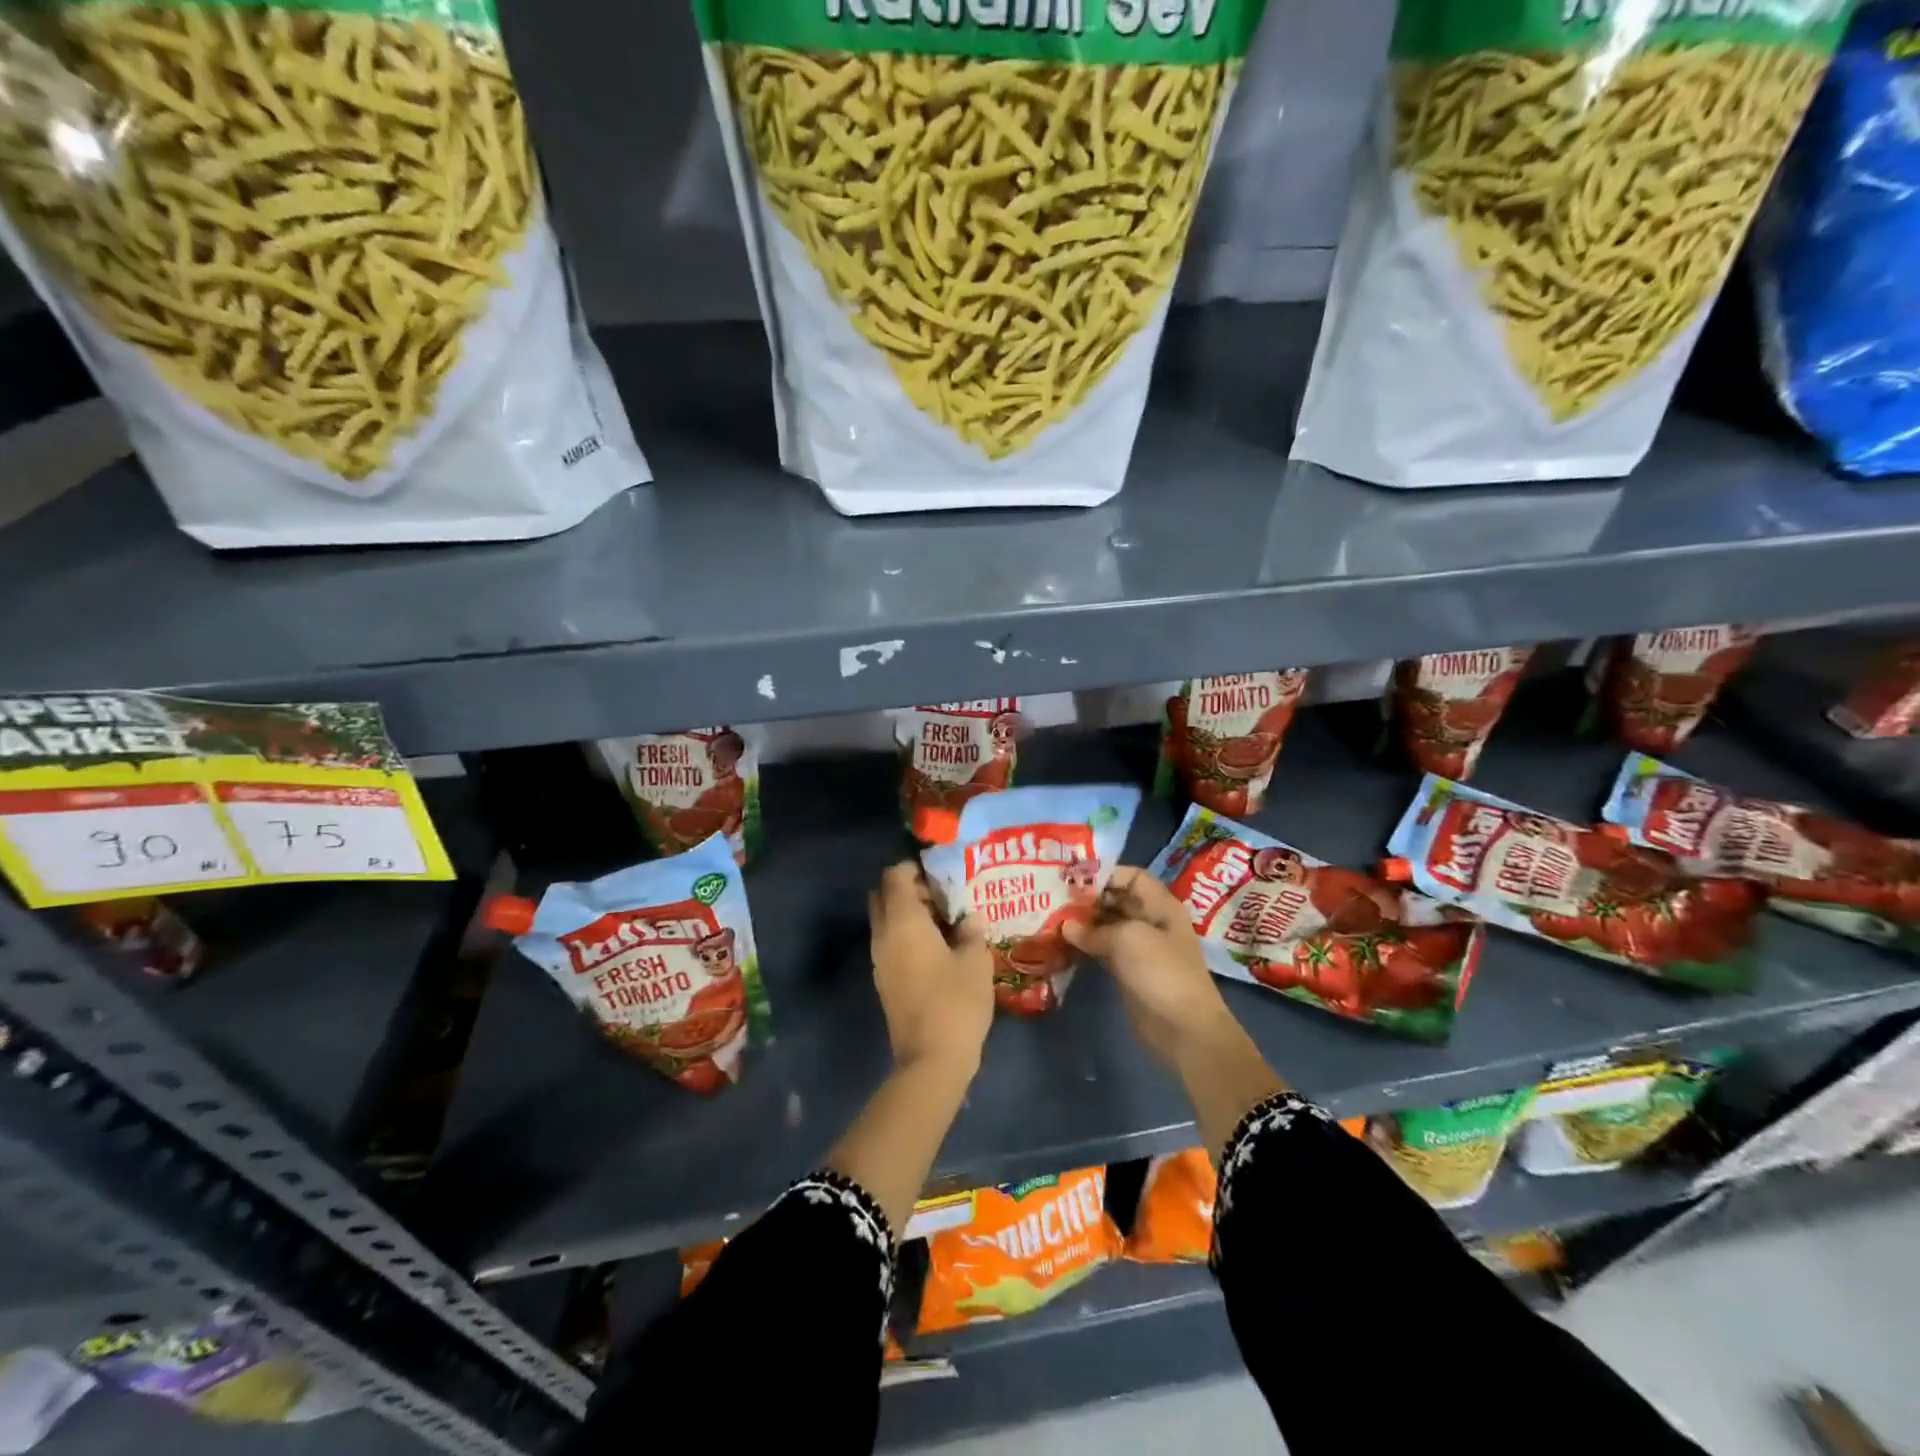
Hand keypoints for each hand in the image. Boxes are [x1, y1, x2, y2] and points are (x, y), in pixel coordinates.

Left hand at [869, 862, 994, 1075]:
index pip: (894, 876)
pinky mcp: (884, 982)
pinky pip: (890, 945)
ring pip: (885, 922)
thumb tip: (970, 918)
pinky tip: (938, 949)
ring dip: (908, 915)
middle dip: (907, 889)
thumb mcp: (976, 962)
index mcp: (902, 921)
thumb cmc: (955, 1002)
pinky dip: (906, 937)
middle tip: (940, 897)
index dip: (913, 868)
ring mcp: (879, 961)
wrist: (931, 1059)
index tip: (940, 874)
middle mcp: (883, 935)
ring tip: (945, 923)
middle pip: (883, 896)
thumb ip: (972, 932)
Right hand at [1063, 867, 1236, 1068]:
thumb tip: (1066, 926)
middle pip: (1117, 899)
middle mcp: (1151, 921)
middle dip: (1088, 897)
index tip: (1072, 878)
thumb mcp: (1128, 940)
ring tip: (1052, 917)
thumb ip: (1094, 929)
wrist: (1183, 1029)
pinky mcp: (1129, 970)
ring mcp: (1140, 947)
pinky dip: (1086, 945)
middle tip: (1053, 897)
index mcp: (1160, 905)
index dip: (1104, 873)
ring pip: (1108, 925)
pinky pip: (1104, 949)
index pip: (1131, 876)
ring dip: (1083, 922)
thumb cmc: (1161, 972)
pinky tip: (1062, 943)